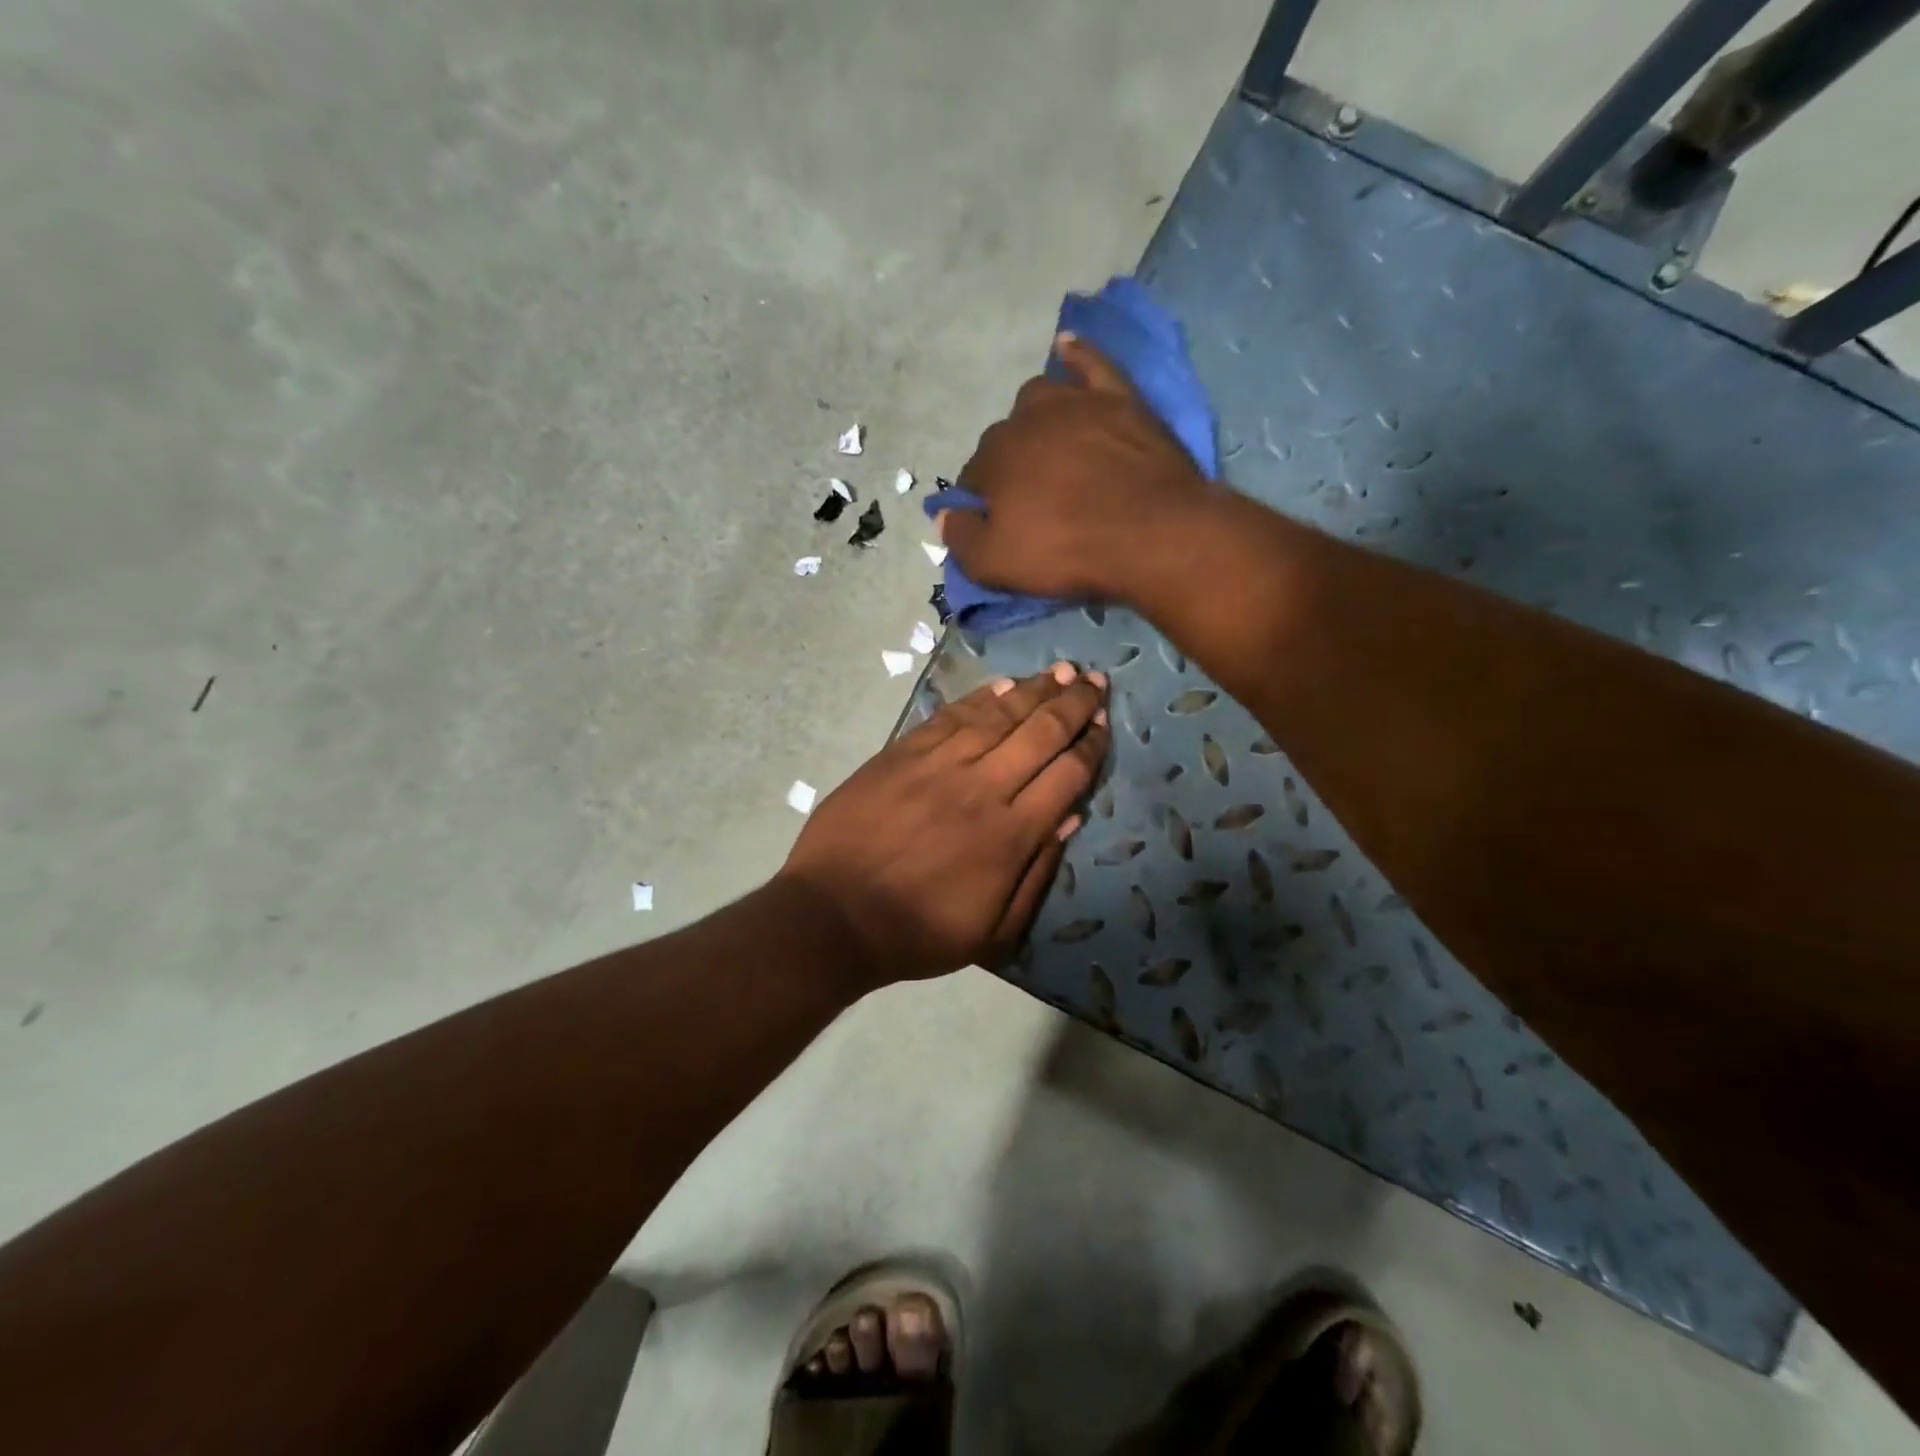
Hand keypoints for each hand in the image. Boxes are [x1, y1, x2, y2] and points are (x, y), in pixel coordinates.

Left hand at [778, 664, 1109, 990]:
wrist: (833, 915)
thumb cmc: (918, 932)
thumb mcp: (993, 930)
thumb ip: (1038, 873)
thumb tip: (1070, 818)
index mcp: (1011, 834)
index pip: (1067, 774)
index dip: (1091, 744)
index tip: (1104, 722)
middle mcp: (982, 787)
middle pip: (1040, 733)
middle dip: (1074, 703)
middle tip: (1095, 680)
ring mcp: (939, 764)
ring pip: (998, 715)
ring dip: (1034, 690)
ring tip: (1060, 671)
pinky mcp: (902, 753)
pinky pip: (950, 716)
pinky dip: (980, 698)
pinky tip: (1002, 685)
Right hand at [937, 334, 1213, 603]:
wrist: (1153, 534)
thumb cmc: (1068, 551)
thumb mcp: (997, 564)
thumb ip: (961, 538)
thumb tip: (944, 515)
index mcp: (995, 458)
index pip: (975, 475)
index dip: (984, 501)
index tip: (1001, 522)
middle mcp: (1027, 420)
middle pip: (1006, 437)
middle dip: (1010, 463)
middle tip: (1033, 497)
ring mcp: (1075, 403)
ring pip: (1040, 397)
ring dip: (1034, 417)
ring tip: (1047, 442)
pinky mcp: (1119, 398)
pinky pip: (1091, 363)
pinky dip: (1076, 356)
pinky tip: (1067, 347)